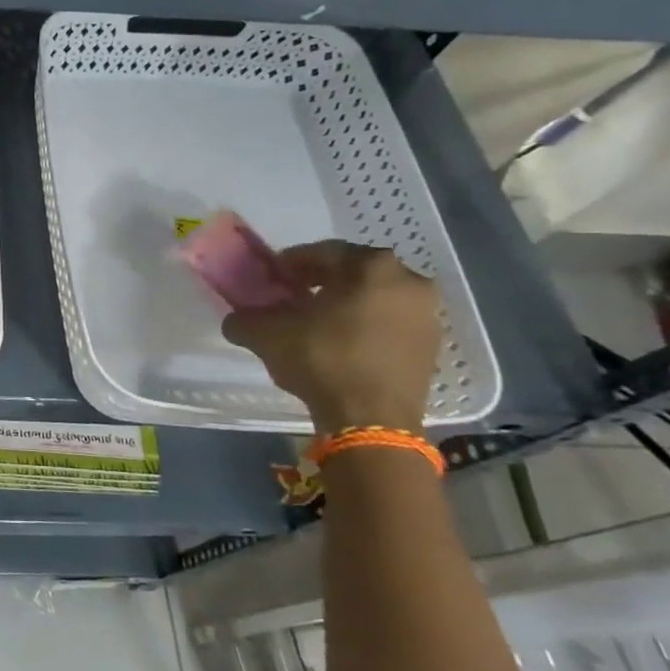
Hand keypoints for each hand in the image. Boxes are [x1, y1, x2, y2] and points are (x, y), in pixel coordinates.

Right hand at [220, 241, 439, 434]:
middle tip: (292, 298)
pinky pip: (391, 322)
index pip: (321, 252)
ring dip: (346, 303)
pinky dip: (366, 325)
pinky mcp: (432, 345)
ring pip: (375, 297)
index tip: (272, 279)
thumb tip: (237, 320)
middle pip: (353, 272)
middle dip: (322, 281)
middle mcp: (408, 280)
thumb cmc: (322, 359)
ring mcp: (427, 314)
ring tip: (316, 324)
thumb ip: (244, 318)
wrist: (372, 419)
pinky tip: (340, 344)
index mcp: (371, 266)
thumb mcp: (265, 334)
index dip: (290, 264)